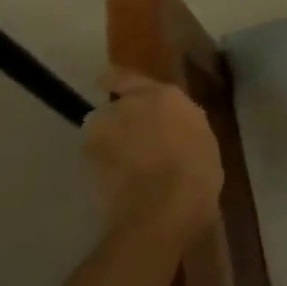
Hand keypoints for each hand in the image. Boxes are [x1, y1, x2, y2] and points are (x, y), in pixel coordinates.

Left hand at [82, 70, 221, 244]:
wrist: (164, 209)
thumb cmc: (196, 166)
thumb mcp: (199, 132)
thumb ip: (177, 117)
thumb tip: (167, 120)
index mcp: (159, 94)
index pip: (123, 76)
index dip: (119, 83)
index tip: (121, 91)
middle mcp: (124, 106)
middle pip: (110, 109)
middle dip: (119, 120)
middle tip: (137, 137)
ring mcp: (101, 136)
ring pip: (100, 135)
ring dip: (110, 144)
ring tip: (130, 163)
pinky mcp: (87, 167)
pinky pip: (98, 160)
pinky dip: (107, 167)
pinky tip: (125, 181)